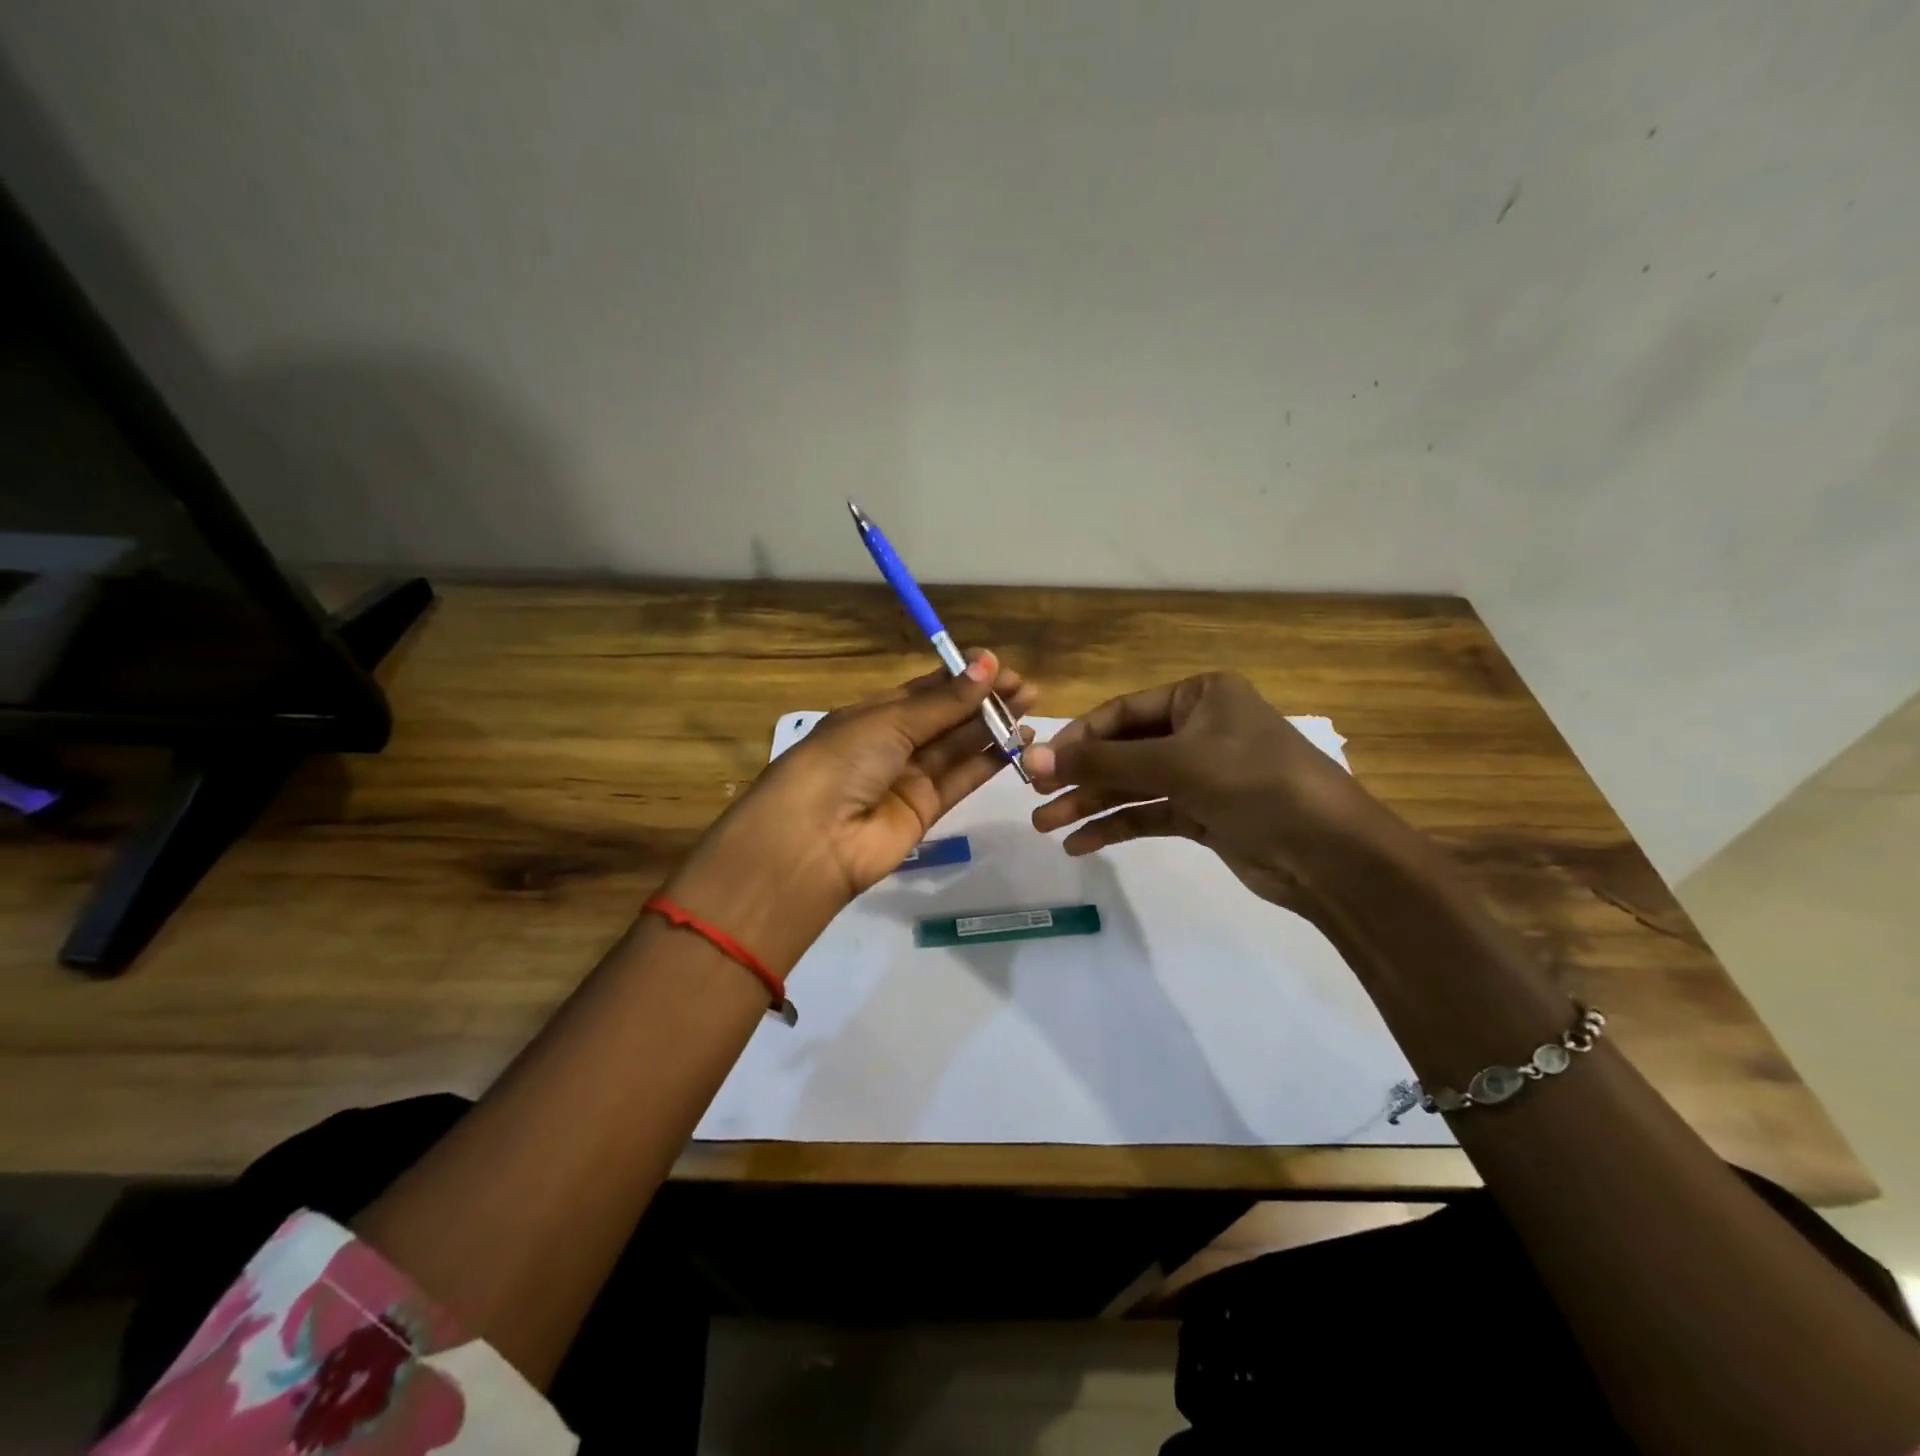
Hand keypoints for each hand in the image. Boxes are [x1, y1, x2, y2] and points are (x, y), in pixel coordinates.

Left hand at [664, 651, 1036, 973]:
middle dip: (983, 700)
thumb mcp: (889, 722)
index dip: (960, 677)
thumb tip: (988, 662)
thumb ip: (943, 702)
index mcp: (871, 715)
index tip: (999, 664)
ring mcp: (908, 779)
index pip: (923, 690)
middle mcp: (890, 744)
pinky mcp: (925, 811)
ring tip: (1031, 707)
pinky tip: (1019, 742)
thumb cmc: (841, 762)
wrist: (813, 841)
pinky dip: (990, 761)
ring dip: (993, 727)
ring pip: (958, 747)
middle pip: (945, 717)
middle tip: (1025, 687)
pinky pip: (962, 779)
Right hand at [1024, 672, 1387, 920]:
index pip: (1121, 711)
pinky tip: (1080, 844)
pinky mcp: (1203, 813)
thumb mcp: (1175, 763)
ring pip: (1132, 784)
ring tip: (1046, 826)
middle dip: (1080, 775)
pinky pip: (1149, 813)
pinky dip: (1116, 827)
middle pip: (1123, 749)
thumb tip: (1034, 758)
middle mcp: (1198, 728)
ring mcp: (1201, 773)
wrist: (1328, 853)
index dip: (1077, 737)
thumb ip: (1103, 761)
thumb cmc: (1254, 783)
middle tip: (1035, 798)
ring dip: (1090, 804)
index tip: (1037, 763)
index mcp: (1198, 696)